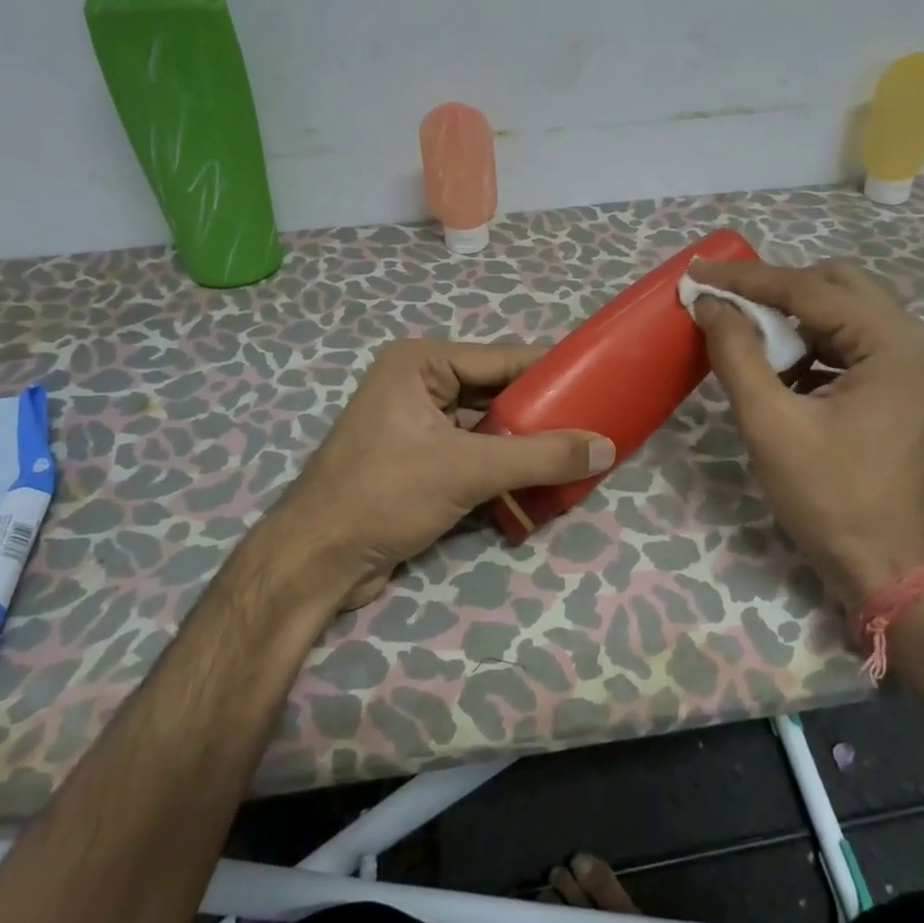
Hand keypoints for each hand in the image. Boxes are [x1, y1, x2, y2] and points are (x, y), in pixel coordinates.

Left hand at [267, 340, 614, 610]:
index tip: (601, 379)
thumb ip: (540, 456)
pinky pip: (473, 455)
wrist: (317, 562)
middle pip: (495, 394)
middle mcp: (417, 385)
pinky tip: (541, 483)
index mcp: (420, 364)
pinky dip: (503, 469)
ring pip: (487, 428)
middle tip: (595, 424)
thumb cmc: (385, 494)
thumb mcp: (467, 469)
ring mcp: (415, 425)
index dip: (551, 370)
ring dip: (526, 445)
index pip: (500, 359)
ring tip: (578, 454)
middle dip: (542, 414)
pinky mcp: (417, 462)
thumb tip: (606, 447)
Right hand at [686, 258, 923, 606]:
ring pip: (844, 312)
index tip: (695, 273)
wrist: (896, 573)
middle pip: (835, 286)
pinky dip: (810, 345)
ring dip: (791, 317)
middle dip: (774, 289)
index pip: (808, 289)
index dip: (746, 279)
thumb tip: (710, 305)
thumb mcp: (772, 424)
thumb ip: (738, 354)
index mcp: (893, 343)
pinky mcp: (903, 388)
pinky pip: (850, 344)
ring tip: (743, 333)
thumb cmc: (834, 500)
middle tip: (722, 301)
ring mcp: (913, 366)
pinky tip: (778, 368)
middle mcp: (913, 341)